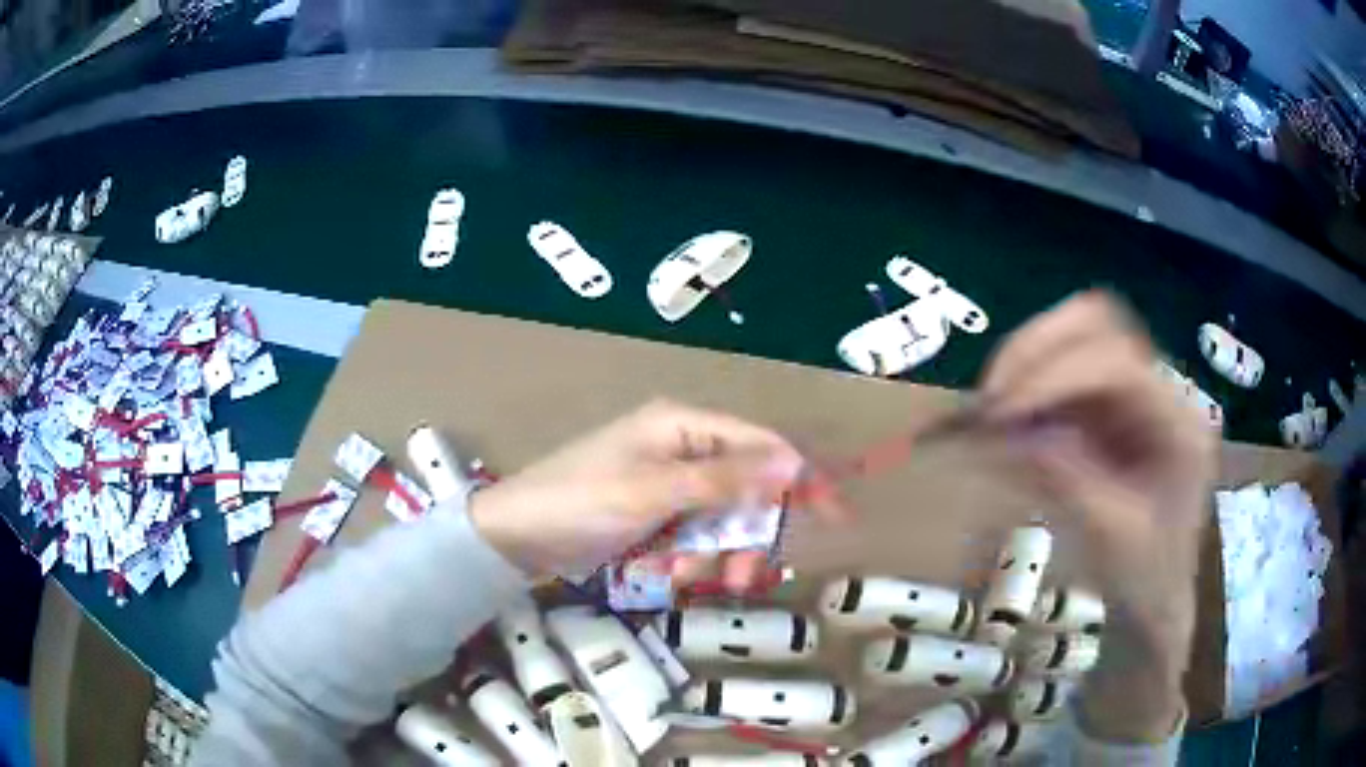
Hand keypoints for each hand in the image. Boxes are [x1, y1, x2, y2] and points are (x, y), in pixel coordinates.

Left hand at [469, 399, 824, 590]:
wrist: (516, 536)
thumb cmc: (581, 501)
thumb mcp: (655, 491)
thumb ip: (726, 478)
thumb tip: (792, 460)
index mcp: (683, 426)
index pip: (761, 444)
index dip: (800, 477)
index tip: (835, 514)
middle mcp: (682, 449)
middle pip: (745, 491)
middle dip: (743, 538)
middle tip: (738, 581)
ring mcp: (668, 485)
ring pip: (720, 522)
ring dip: (711, 557)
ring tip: (680, 581)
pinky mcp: (655, 516)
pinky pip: (693, 538)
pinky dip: (687, 561)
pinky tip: (664, 577)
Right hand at [979, 291, 1216, 740]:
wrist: (1156, 603)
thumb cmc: (1145, 581)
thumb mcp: (1109, 539)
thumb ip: (1067, 478)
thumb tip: (1009, 429)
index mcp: (1179, 424)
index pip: (1118, 364)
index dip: (1056, 375)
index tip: (1000, 413)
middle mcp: (1161, 390)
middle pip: (1099, 323)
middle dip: (1038, 348)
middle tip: (991, 397)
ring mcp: (1135, 394)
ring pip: (1077, 336)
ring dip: (1028, 360)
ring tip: (992, 406)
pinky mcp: (1109, 408)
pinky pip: (1062, 372)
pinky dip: (1028, 386)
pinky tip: (1005, 420)